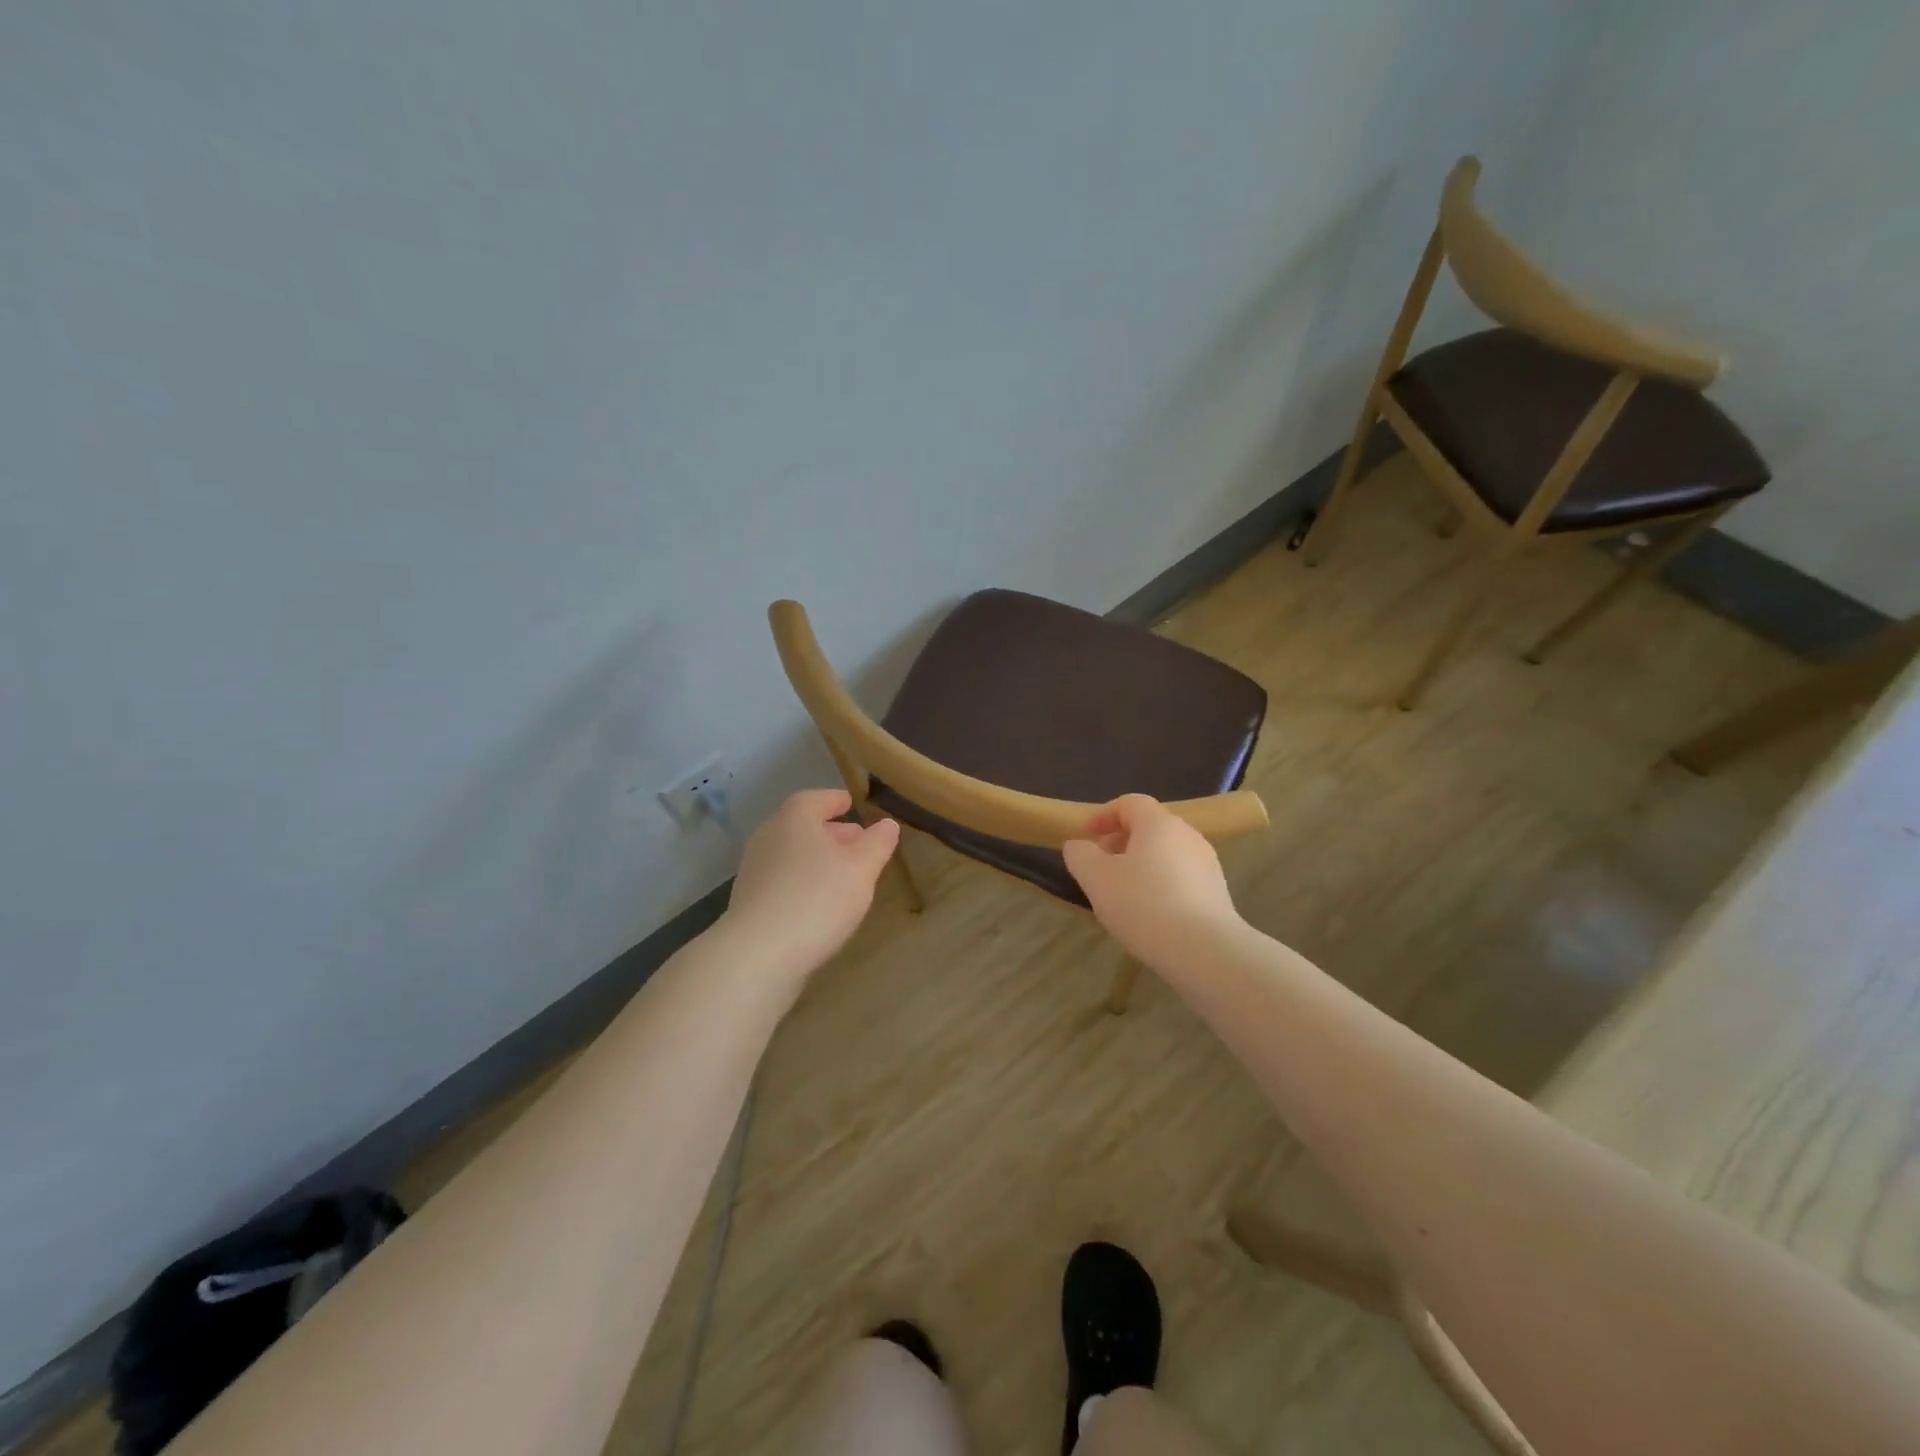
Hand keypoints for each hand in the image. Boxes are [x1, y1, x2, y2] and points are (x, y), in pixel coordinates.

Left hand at [722, 788, 899, 977]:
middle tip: (857, 842)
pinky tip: (820, 904)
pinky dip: (802, 882)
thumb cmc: (817, 899)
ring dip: (817, 860)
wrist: (758, 955)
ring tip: (844, 876)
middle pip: (802, 826)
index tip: (852, 805)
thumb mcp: (861, 869)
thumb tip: (887, 825)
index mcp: (795, 819)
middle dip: (831, 832)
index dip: (836, 801)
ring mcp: (754, 870)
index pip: (817, 799)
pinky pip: (782, 881)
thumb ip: (877, 844)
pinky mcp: (749, 902)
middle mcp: (769, 836)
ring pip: (792, 855)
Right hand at [1063, 795, 1244, 969]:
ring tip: (1123, 894)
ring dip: (1141, 865)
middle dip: (1121, 842)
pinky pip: (1181, 878)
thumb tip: (1078, 845)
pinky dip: (1160, 885)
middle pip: (1149, 827)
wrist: (1206, 951)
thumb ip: (1080, 855)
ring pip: (1166, 854)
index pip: (1130, 803)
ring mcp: (1207, 864)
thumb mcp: (1097, 879)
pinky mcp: (1217, 892)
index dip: (1104, 815)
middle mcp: (1188, 835)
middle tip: (1100, 867)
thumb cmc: (1144, 905)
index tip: (1086, 836)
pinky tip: (1150, 914)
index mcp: (1159, 824)